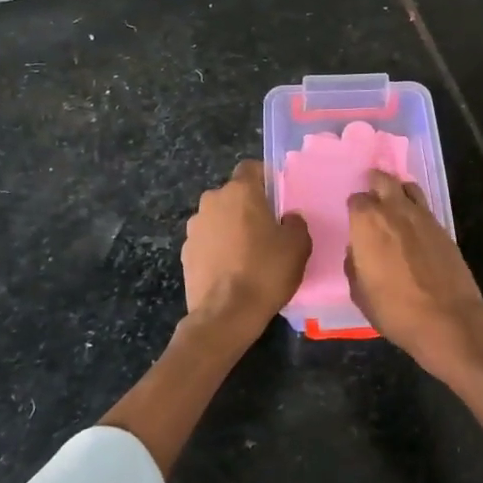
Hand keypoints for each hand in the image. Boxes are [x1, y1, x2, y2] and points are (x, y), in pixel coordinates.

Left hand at [183, 160, 309, 324]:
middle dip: (248, 207)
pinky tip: (231, 271)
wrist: (225, 314)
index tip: (277, 200)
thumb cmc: (266, 271)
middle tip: (266, 231)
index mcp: (240, 191)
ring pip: (218, 218)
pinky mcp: (185, 252)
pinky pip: (207, 241)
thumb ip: (295, 223)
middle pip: (233, 195)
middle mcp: (212, 201)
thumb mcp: (298, 245)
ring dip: (230, 228)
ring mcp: (194, 227)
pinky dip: (217, 249)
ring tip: (247, 254)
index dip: (265, 179)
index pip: (251, 168)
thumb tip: (286, 218)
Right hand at [345, 169, 482, 362]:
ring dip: (398, 190)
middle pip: (383, 180)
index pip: (356, 200)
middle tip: (371, 193)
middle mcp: (394, 210)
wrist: (448, 319)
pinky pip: (424, 207)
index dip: (354, 209)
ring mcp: (422, 216)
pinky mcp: (443, 227)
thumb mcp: (360, 294)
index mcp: (367, 223)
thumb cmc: (395, 309)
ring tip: (394, 202)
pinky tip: (413, 224)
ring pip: (408, 187)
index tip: (355, 220)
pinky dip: (415, 208)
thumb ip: (354, 265)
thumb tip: (357, 252)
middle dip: (375, 183)